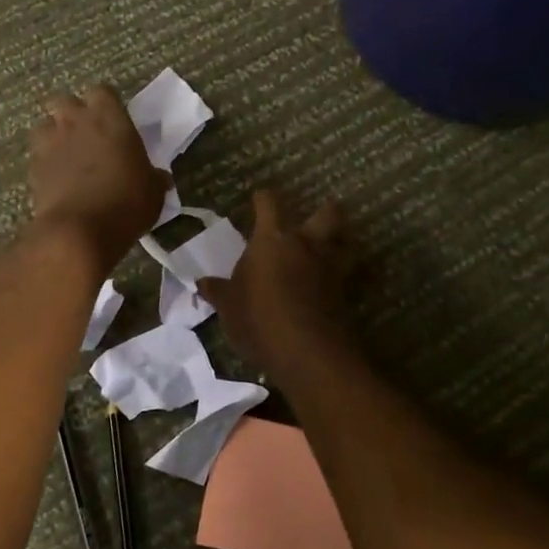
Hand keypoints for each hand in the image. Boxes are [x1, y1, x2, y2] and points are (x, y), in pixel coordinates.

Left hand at [28, 86, 169, 268]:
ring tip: (67, 155)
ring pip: (45, 125)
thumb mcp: (153, 191)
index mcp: (109, 117)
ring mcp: (50, 142)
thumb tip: (160, 178)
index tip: (113, 120)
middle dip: (72, 114)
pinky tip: (57, 179)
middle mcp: (75, 121)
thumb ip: (154, 177)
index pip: (101, 91)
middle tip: (87, 135)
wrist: (80, 230)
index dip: (105, 104)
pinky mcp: (33, 167)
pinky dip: (45, 162)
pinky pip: (37, 155)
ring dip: (54, 135)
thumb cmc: (127, 202)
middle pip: (65, 101)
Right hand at [199, 191, 353, 370]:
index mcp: (272, 239)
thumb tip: (202, 283)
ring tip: (332, 248)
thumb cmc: (258, 318)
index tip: (260, 198)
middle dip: (327, 210)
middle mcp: (305, 245)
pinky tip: (330, 286)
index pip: (269, 204)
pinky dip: (340, 276)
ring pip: (346, 242)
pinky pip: (345, 275)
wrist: (306, 351)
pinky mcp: (344, 293)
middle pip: (328, 213)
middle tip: (319, 216)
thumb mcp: (229, 307)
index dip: (264, 199)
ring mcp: (329, 267)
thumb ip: (218, 292)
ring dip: (341, 242)